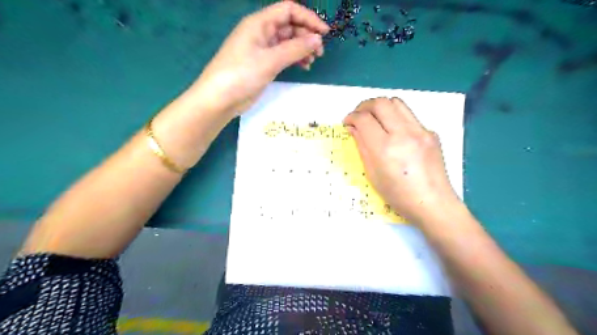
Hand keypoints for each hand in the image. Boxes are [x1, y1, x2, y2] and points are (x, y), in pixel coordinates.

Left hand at [186, 0, 327, 117]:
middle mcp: (261, 32)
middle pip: (290, 26)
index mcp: (259, 23)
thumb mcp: (270, 60)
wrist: (220, 98)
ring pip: (287, 42)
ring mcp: (262, 49)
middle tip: (319, 52)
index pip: (289, 10)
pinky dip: (294, 59)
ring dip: (302, 49)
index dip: (308, 18)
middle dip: (306, 36)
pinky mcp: (263, 64)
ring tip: (312, 61)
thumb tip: (317, 39)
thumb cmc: (242, 74)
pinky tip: (303, 67)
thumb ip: (295, 49)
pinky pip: (283, 56)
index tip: (324, 33)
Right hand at [343, 98, 457, 223]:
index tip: (347, 122)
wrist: (432, 203)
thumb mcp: (372, 173)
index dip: (351, 117)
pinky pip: (409, 116)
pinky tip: (394, 133)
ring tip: (374, 118)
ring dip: (381, 106)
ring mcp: (420, 131)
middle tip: (358, 116)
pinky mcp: (431, 133)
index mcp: (385, 148)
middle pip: (380, 103)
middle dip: (364, 106)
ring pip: (396, 102)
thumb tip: (353, 128)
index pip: (364, 119)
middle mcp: (403, 134)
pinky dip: (396, 118)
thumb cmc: (397, 195)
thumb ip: (361, 146)